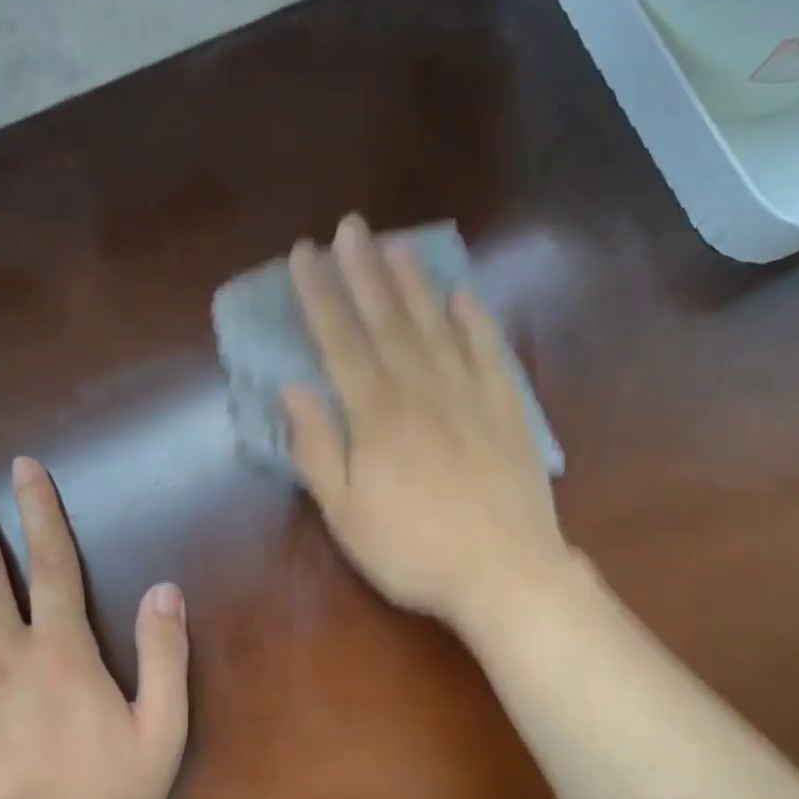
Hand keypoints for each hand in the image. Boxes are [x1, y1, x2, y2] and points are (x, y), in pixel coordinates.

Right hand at [283, 215, 570, 630]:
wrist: (504, 572)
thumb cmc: (413, 550)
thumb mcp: (346, 514)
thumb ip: (317, 449)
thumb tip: (292, 389)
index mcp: (376, 415)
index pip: (340, 341)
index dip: (319, 296)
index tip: (303, 254)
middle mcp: (421, 389)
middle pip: (387, 319)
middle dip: (363, 270)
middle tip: (349, 226)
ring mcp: (469, 394)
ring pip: (436, 325)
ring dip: (414, 282)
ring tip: (397, 244)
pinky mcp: (506, 409)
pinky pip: (489, 351)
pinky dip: (475, 320)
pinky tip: (463, 296)